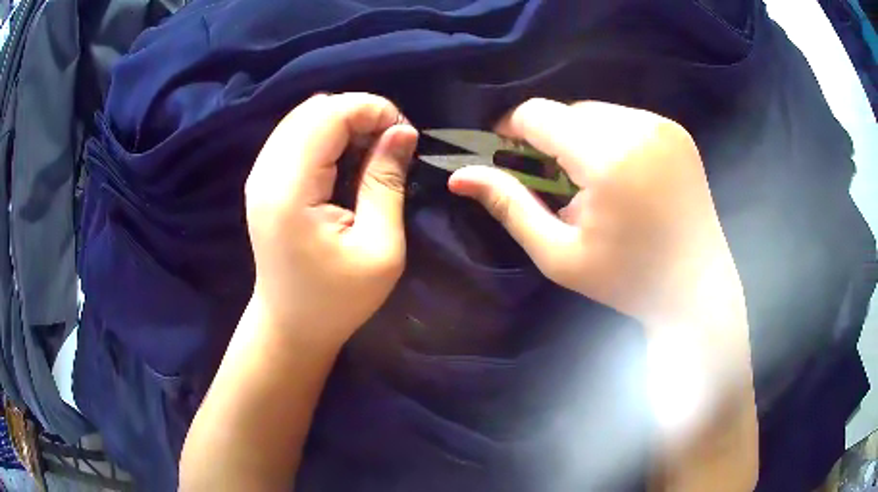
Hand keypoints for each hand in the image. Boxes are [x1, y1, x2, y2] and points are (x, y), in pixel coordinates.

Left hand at [244, 93, 417, 346]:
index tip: (404, 133)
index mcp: (290, 191)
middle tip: (391, 142)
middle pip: (314, 109)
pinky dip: (327, 134)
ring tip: (372, 150)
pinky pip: (295, 134)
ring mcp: (259, 174)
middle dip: (360, 112)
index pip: (329, 115)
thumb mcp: (380, 248)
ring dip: (344, 121)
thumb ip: (387, 182)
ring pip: (304, 116)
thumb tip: (402, 131)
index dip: (372, 109)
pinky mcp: (262, 180)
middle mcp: (266, 173)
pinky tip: (346, 157)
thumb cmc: (338, 299)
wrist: (290, 324)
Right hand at [448, 98, 742, 326]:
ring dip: (580, 138)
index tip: (506, 154)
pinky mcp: (677, 131)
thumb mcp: (559, 254)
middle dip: (550, 139)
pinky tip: (621, 176)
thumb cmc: (627, 280)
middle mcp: (639, 127)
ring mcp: (663, 126)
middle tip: (554, 182)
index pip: (538, 114)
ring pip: (595, 112)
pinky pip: (625, 119)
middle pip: (567, 110)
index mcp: (609, 157)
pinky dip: (610, 138)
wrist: (696, 288)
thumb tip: (459, 176)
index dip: (512, 130)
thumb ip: (509, 206)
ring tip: (591, 182)